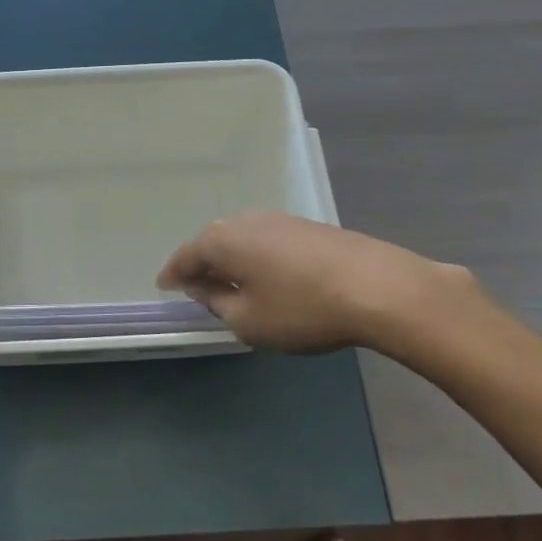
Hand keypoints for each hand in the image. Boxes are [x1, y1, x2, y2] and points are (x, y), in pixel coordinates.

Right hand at [156, 212, 487, 357]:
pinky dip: (259, 259)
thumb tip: (203, 288)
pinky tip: (270, 277)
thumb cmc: (301, 309)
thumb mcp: (248, 320)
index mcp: (222, 241)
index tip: (163, 286)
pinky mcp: (308, 227)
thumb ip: (217, 303)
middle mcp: (245, 221)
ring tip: (234, 285)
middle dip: (202, 265)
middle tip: (198, 288)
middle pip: (212, 243)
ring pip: (242, 240)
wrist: (378, 287)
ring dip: (233, 261)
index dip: (172, 274)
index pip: (185, 256)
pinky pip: (268, 242)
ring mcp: (279, 220)